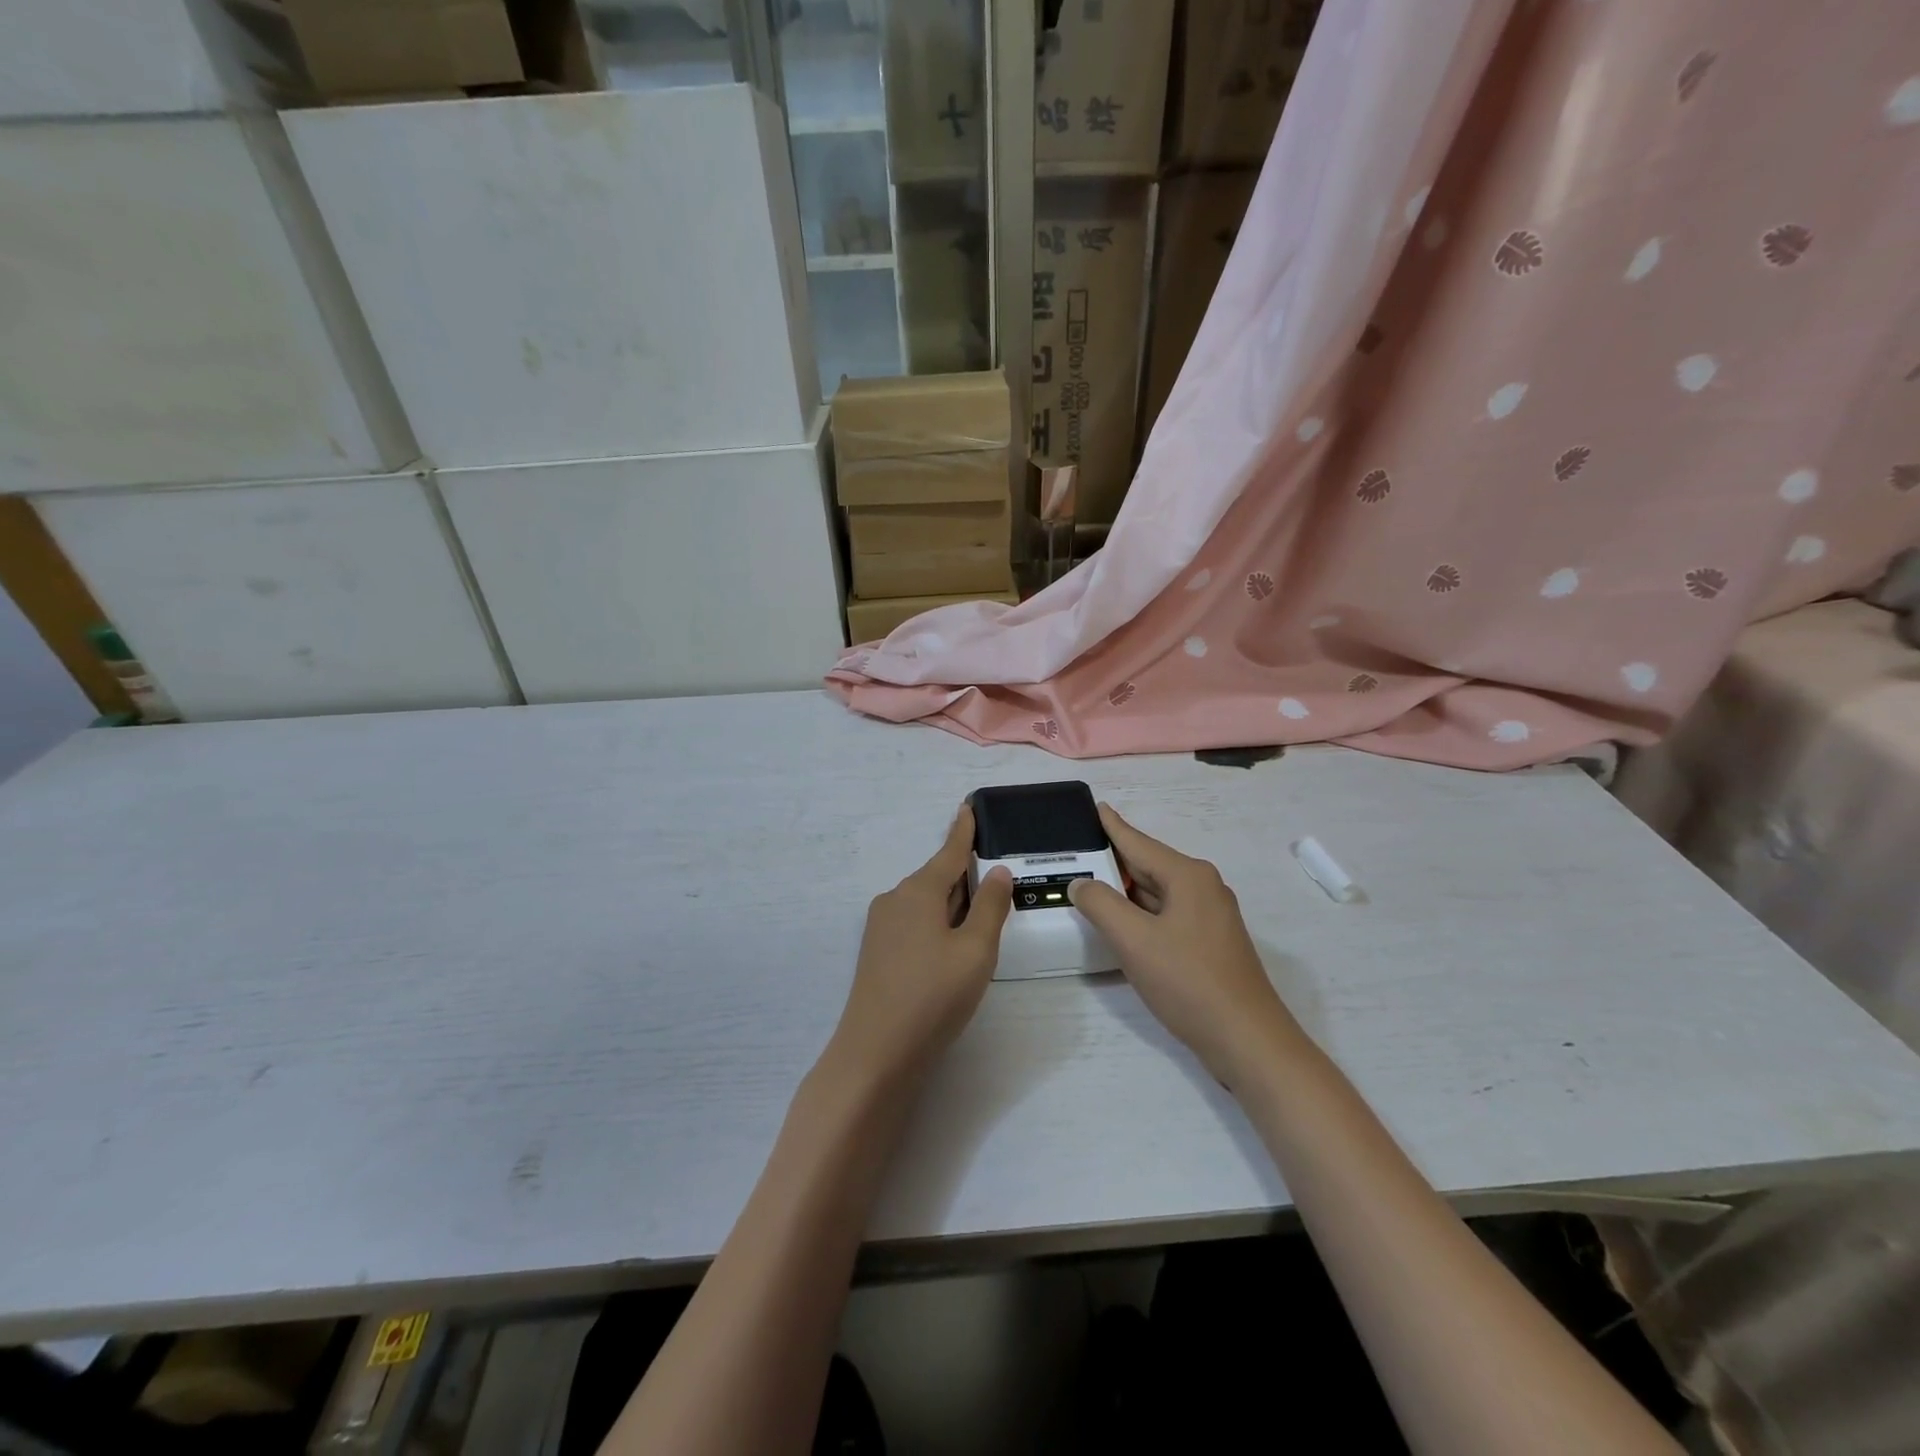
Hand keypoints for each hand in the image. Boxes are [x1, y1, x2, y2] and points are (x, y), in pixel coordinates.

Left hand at [825, 804, 1013, 1089]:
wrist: (876, 1052)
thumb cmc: (934, 995)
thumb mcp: (975, 950)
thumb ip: (990, 907)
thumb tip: (996, 871)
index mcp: (918, 891)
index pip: (949, 852)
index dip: (963, 831)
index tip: (968, 806)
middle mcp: (894, 899)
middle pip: (937, 878)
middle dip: (965, 877)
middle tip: (996, 877)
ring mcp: (881, 927)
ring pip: (926, 903)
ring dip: (952, 905)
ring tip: (982, 918)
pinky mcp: (878, 952)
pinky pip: (914, 923)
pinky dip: (938, 924)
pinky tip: (952, 945)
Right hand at [1069, 804, 1304, 1083]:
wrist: (1246, 1040)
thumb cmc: (1188, 981)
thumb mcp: (1134, 940)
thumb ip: (1101, 905)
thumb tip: (1081, 883)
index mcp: (1188, 876)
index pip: (1138, 842)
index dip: (1112, 826)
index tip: (1095, 806)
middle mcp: (1202, 887)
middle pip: (1148, 866)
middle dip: (1113, 861)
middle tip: (1077, 852)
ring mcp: (1209, 917)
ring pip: (1157, 893)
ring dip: (1125, 891)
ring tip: (1089, 883)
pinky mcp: (1209, 943)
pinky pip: (1166, 915)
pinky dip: (1140, 913)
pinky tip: (1120, 922)